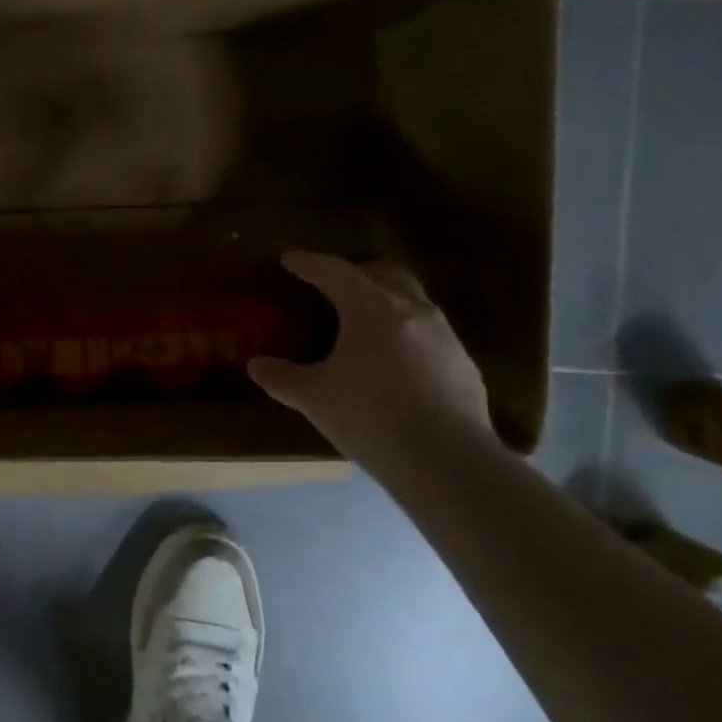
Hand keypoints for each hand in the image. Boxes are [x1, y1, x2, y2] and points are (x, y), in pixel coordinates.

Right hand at [248, 251, 491, 466]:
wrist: (447, 462)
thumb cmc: (370, 416)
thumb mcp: (315, 398)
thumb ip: (283, 378)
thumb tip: (257, 366)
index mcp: (371, 308)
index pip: (335, 272)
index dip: (309, 263)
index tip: (291, 259)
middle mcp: (412, 310)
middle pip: (384, 275)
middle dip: (357, 274)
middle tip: (334, 287)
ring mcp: (445, 337)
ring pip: (412, 305)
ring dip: (386, 306)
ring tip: (364, 330)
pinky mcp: (464, 366)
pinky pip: (430, 338)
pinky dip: (407, 340)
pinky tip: (395, 370)